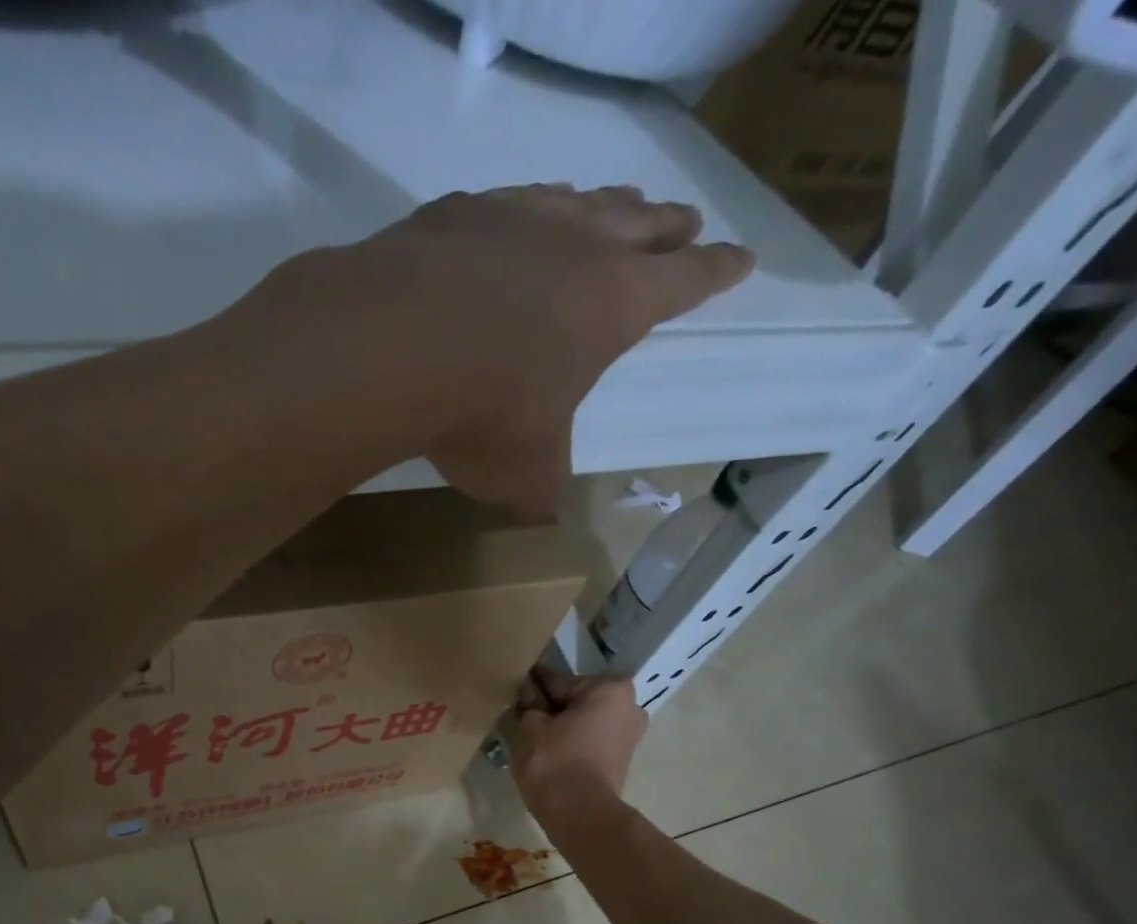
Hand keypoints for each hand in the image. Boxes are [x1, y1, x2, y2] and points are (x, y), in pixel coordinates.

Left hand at [347, 185, 753, 516]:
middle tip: (686, 221)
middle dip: (668, 227)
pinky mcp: (458, 211)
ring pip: (579, 199)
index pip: (686, 282)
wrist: (394, 347)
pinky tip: (512, 219)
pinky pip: (507, 202)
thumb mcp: (524, 471)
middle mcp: (578, 244)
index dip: (716, 273)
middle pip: (642, 223)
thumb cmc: (483, 413)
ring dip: (603, 206)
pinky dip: (524, 210)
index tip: (741, 258)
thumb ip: (543, 487)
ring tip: (614, 208)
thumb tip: (543, 512)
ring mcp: (517, 216)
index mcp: (616, 304)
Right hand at [511, 667, 647, 819]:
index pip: (558, 680)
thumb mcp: (531, 726)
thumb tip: (526, 690)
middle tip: (521, 717)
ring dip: (561, 725)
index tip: (514, 690)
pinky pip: (591, 740)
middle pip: (575, 700)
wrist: (580, 815)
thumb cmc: (555, 762)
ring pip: (583, 720)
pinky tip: (549, 751)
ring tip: (532, 737)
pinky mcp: (623, 758)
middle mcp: (629, 705)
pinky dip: (572, 742)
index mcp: (609, 688)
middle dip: (551, 707)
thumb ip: (529, 703)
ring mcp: (630, 734)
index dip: (532, 687)